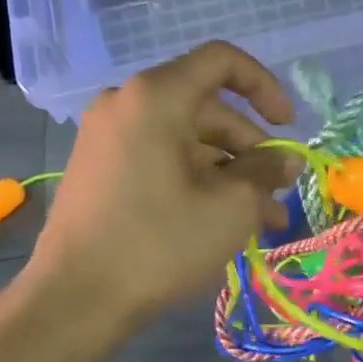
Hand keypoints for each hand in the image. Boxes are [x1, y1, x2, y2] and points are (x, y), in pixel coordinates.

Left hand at [29, 42, 301, 322]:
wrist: (75, 299)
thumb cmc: (159, 243)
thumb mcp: (230, 207)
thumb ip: (266, 172)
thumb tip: (286, 159)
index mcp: (156, 97)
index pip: (222, 62)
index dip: (265, 87)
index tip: (287, 126)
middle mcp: (127, 104)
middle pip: (206, 109)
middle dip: (250, 150)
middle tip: (279, 193)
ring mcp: (108, 137)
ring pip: (186, 141)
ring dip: (228, 174)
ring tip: (262, 221)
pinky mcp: (100, 169)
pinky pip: (160, 159)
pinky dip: (195, 180)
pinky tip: (222, 221)